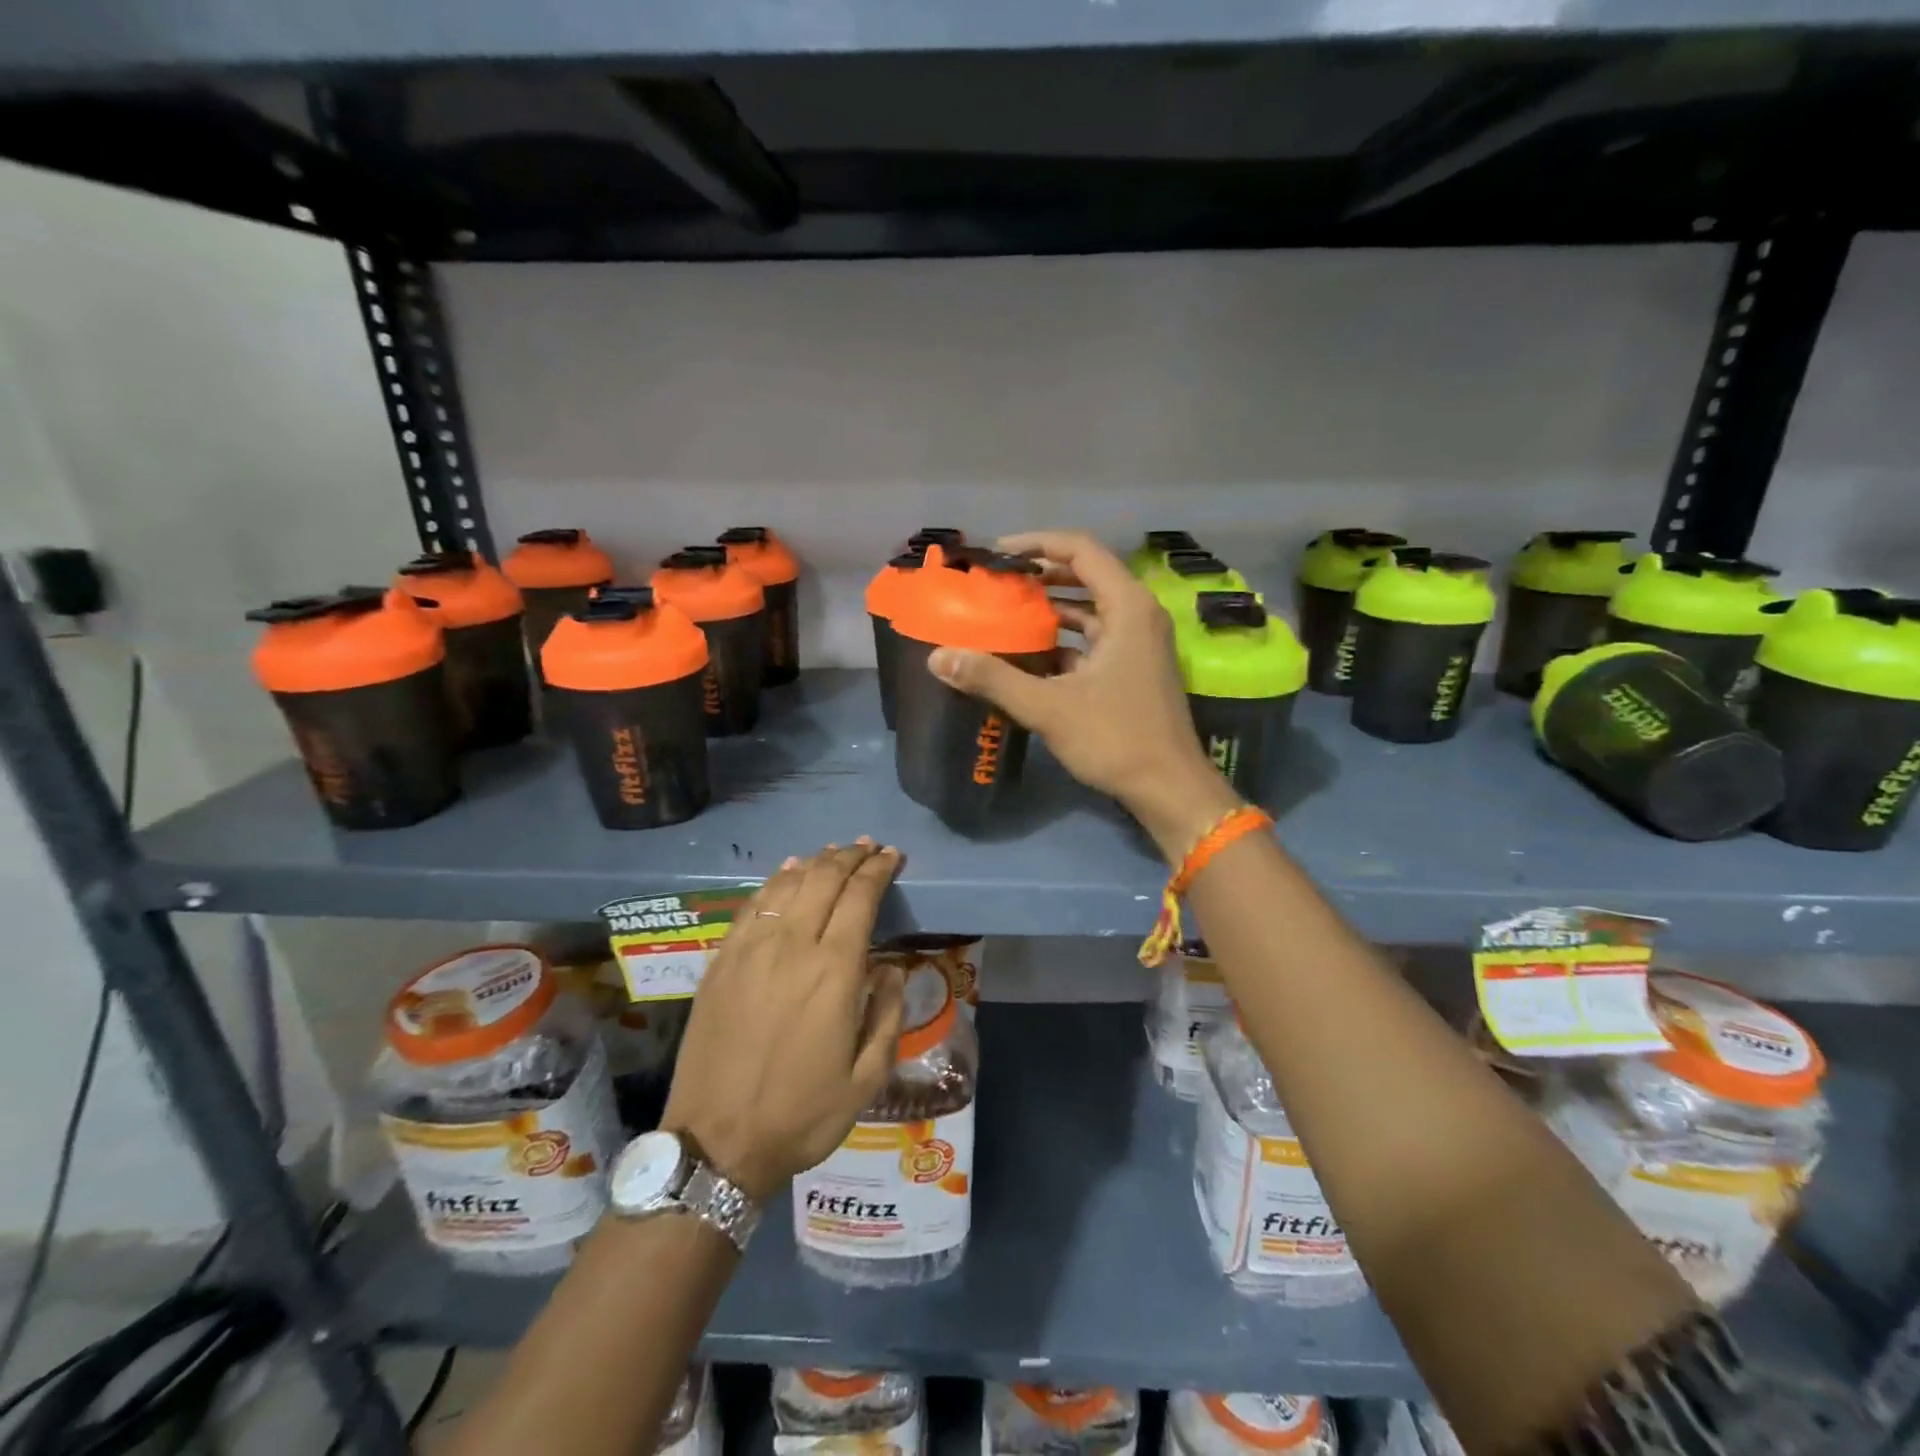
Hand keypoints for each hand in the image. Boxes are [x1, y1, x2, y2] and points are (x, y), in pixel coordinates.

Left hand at [661, 841, 906, 1201]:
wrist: (716, 1143)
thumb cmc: (801, 1114)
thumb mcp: (868, 1078)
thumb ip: (888, 1014)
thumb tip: (891, 969)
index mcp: (834, 971)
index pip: (860, 897)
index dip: (878, 870)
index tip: (892, 856)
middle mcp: (792, 946)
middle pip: (823, 879)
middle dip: (851, 856)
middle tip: (869, 847)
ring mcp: (750, 950)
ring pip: (787, 885)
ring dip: (815, 862)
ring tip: (833, 853)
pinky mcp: (721, 961)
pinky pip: (751, 906)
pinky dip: (774, 882)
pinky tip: (786, 873)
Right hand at [925, 531, 1239, 856]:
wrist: (1169, 788)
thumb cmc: (1115, 738)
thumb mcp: (1048, 707)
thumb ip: (993, 679)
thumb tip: (939, 657)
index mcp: (1127, 607)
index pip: (1080, 550)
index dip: (1036, 543)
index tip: (997, 554)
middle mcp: (1139, 614)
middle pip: (1086, 574)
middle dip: (1040, 575)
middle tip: (996, 583)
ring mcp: (1140, 642)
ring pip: (1091, 608)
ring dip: (1051, 607)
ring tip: (1006, 612)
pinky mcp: (1135, 668)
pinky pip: (1096, 637)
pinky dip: (1065, 638)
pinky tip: (1030, 654)